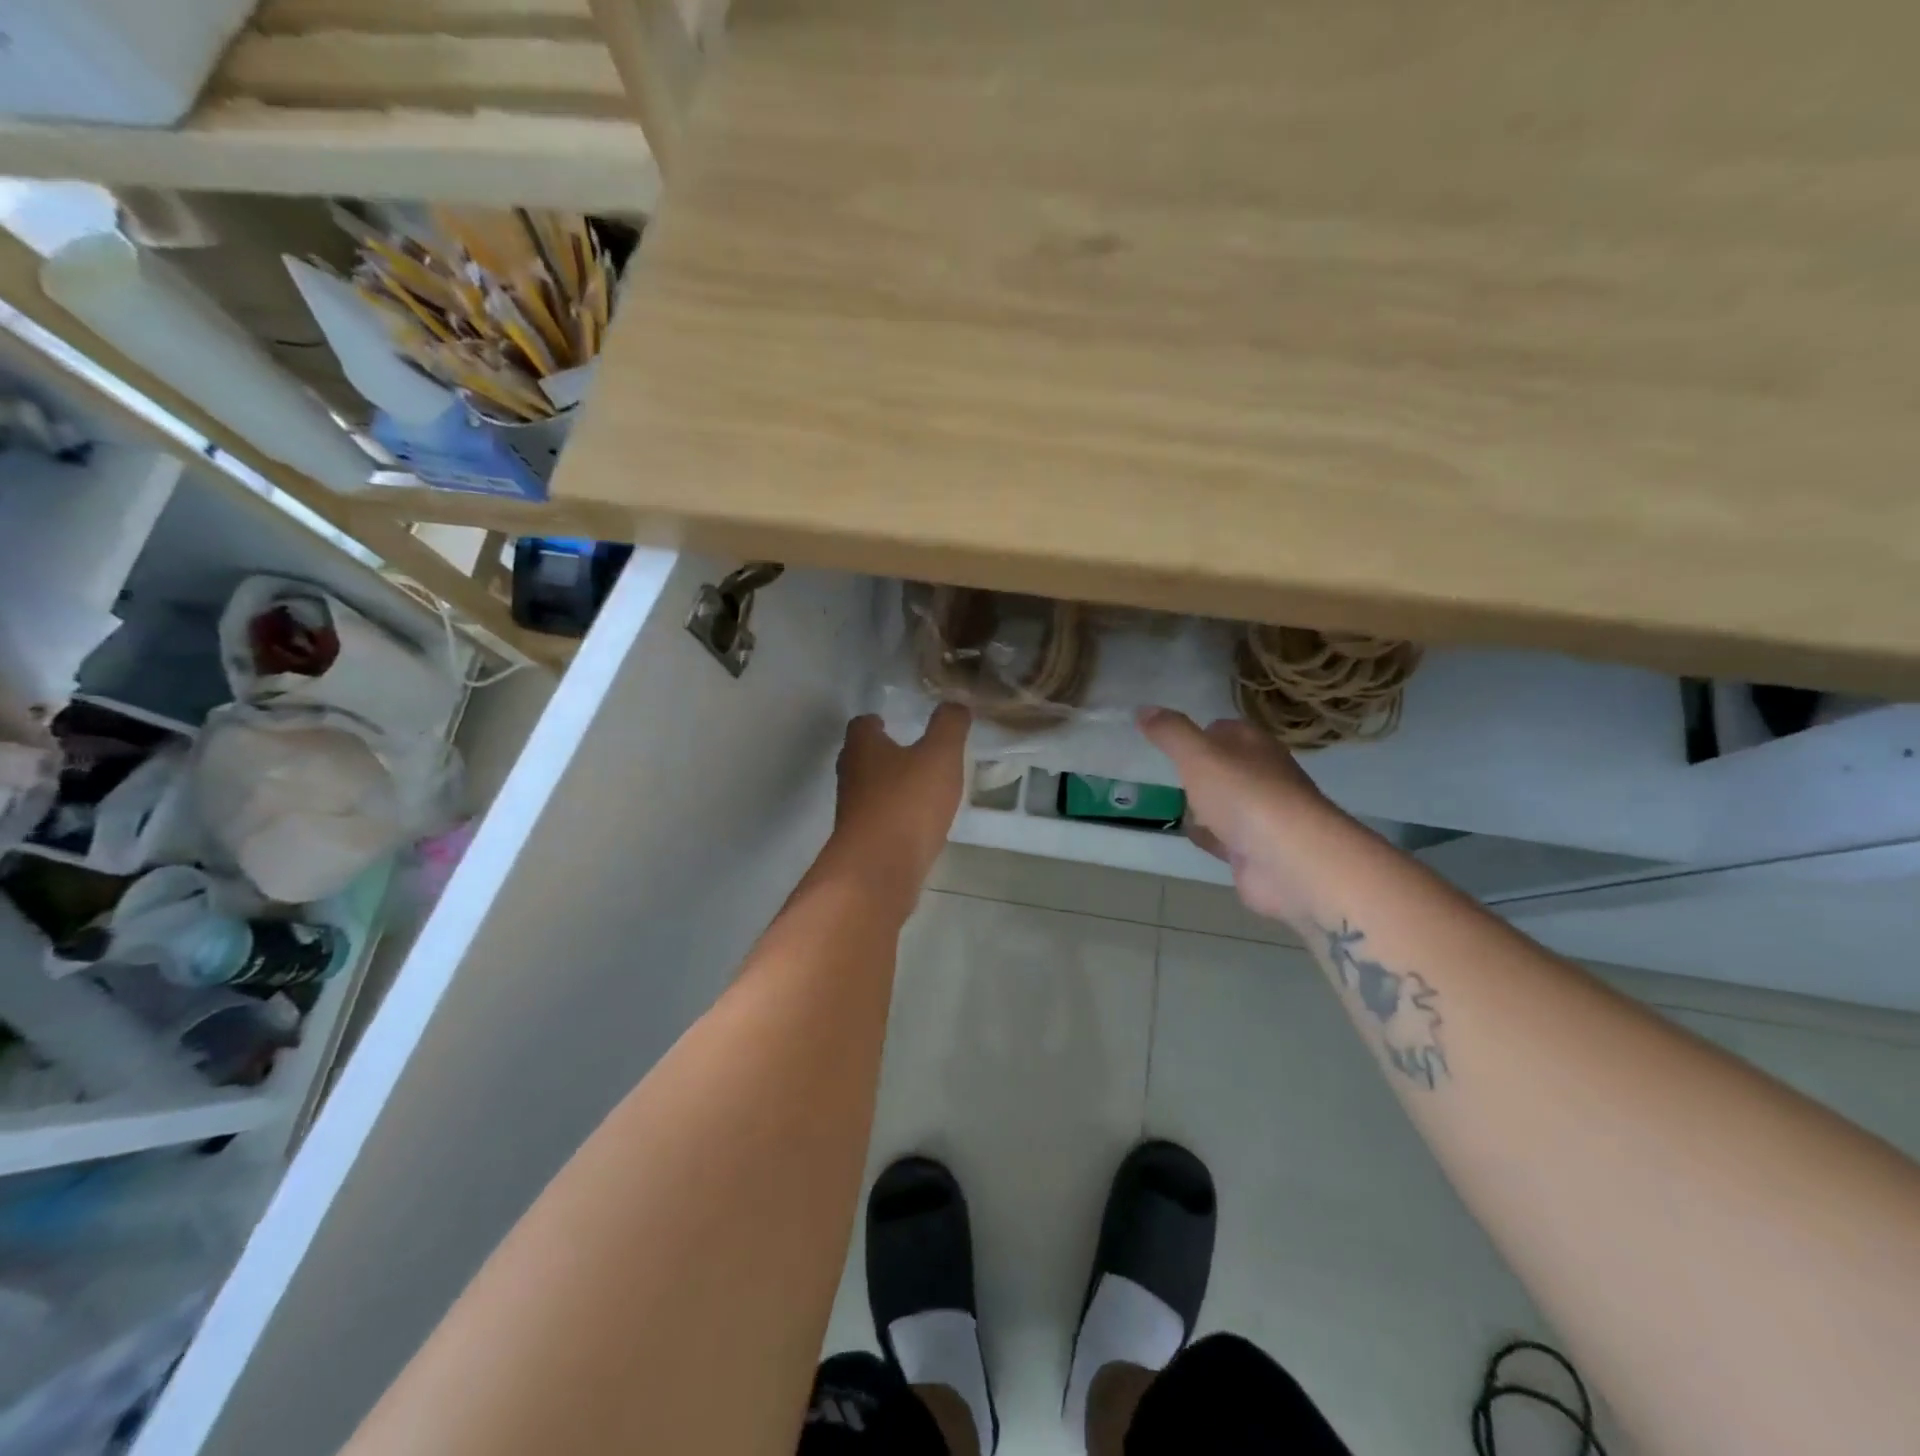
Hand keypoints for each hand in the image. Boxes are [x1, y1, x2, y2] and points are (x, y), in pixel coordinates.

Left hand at [827, 705, 970, 898]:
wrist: (878, 870)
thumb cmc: (907, 802)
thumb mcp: (940, 755)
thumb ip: (949, 725)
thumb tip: (955, 703)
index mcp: (863, 747)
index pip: (862, 724)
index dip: (876, 720)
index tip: (895, 721)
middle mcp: (850, 776)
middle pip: (860, 756)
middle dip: (882, 752)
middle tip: (911, 752)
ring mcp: (852, 812)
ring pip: (868, 790)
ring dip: (889, 786)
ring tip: (920, 788)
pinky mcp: (861, 842)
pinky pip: (878, 820)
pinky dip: (894, 817)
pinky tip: (918, 823)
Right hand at [1138, 708, 1345, 923]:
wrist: (1288, 861)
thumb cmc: (1243, 795)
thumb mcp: (1198, 755)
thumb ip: (1170, 733)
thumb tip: (1142, 708)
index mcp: (1254, 745)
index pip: (1224, 729)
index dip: (1198, 732)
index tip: (1167, 739)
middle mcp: (1262, 775)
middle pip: (1224, 767)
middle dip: (1199, 771)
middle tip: (1165, 772)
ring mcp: (1261, 815)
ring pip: (1224, 803)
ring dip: (1203, 805)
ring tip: (1171, 803)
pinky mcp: (1256, 850)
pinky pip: (1225, 836)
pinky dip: (1210, 836)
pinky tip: (1192, 835)